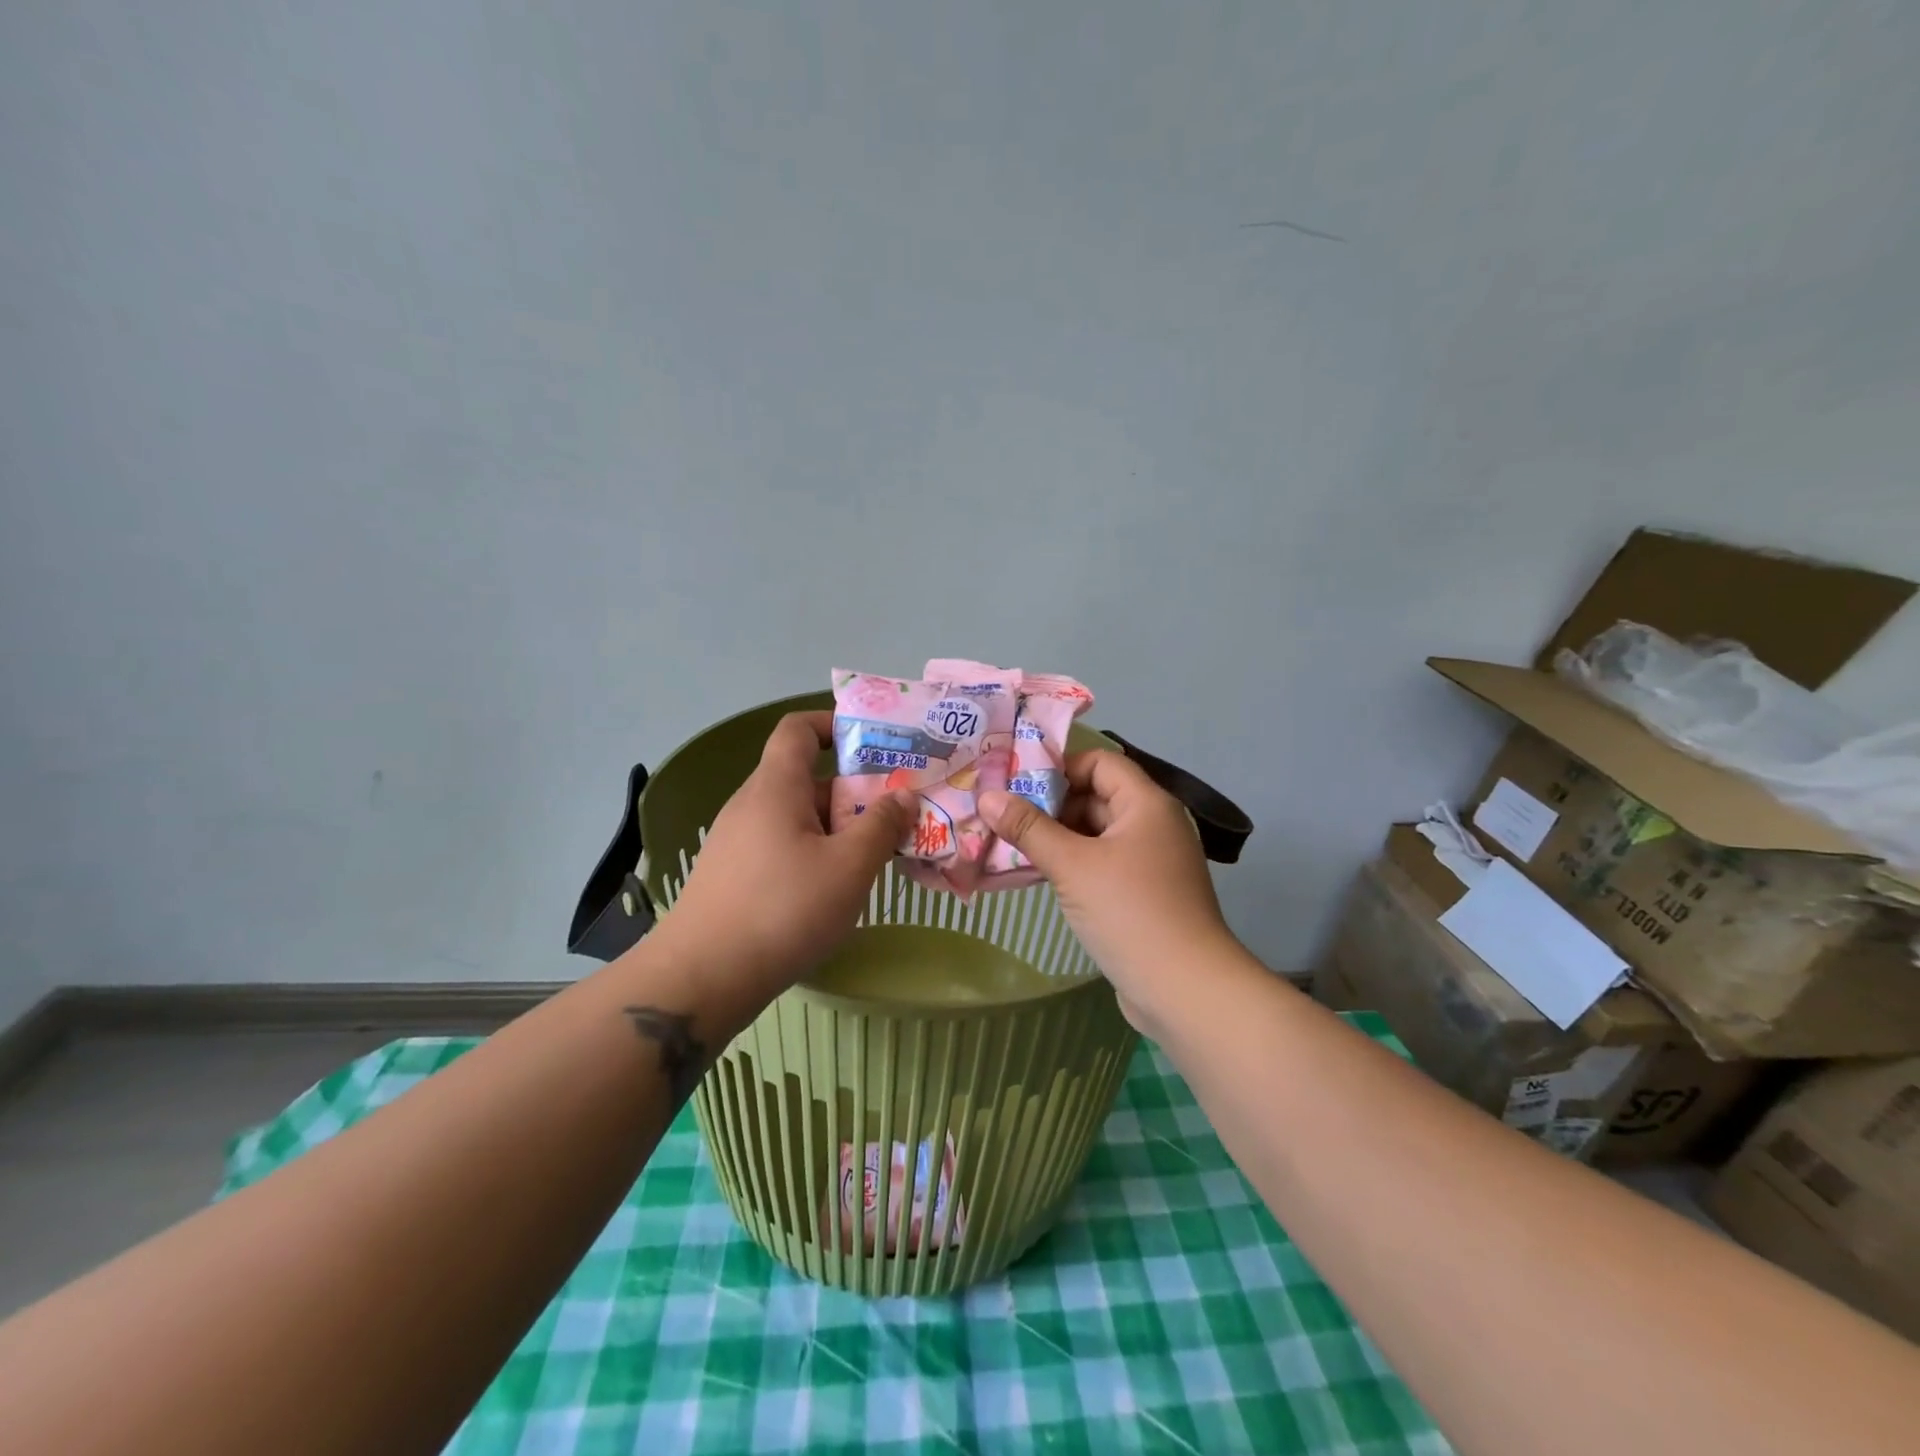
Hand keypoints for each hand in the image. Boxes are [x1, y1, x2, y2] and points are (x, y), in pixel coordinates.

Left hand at [656, 711, 914, 988]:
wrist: (701, 978)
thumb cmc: (783, 909)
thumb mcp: (848, 867)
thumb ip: (882, 826)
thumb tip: (904, 796)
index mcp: (776, 787)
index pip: (798, 729)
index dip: (834, 724)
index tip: (874, 743)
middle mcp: (752, 805)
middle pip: (807, 779)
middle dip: (855, 792)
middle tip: (898, 814)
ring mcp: (739, 843)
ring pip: (798, 819)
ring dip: (839, 829)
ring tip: (878, 855)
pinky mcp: (735, 876)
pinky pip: (784, 848)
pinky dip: (816, 855)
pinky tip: (838, 889)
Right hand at [978, 752, 1247, 1026]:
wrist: (1186, 991)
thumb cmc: (1130, 913)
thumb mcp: (1072, 866)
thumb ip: (1028, 829)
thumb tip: (987, 796)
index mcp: (1146, 804)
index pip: (1099, 762)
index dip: (1058, 767)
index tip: (1015, 784)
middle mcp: (1153, 825)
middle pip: (1096, 797)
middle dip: (1049, 806)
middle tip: (1002, 817)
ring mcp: (1150, 862)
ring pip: (1096, 835)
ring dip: (1056, 838)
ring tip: (1008, 846)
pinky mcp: (1143, 895)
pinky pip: (1101, 865)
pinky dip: (1072, 865)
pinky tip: (1036, 876)